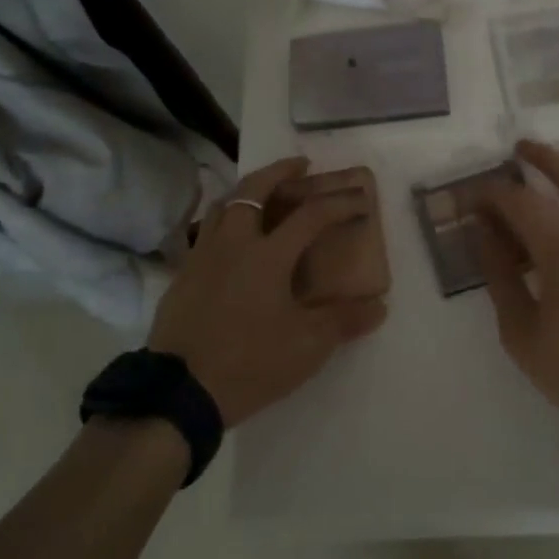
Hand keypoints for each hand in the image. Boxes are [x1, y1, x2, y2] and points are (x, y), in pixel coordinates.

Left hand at [149, 156, 386, 426]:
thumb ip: (343, 321)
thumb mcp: (306, 347)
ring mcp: (202, 256)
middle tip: (299, 166)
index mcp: (267, 255)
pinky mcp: (182, 274)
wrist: (179, 392)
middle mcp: (233, 243)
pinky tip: (232, 239)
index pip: (310, 215)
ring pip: (223, 205)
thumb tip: (379, 306)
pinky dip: (225, 220)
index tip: (358, 201)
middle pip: (254, 189)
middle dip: (280, 171)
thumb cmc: (249, 363)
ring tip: (263, 192)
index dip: (338, 204)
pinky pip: (206, 231)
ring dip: (247, 190)